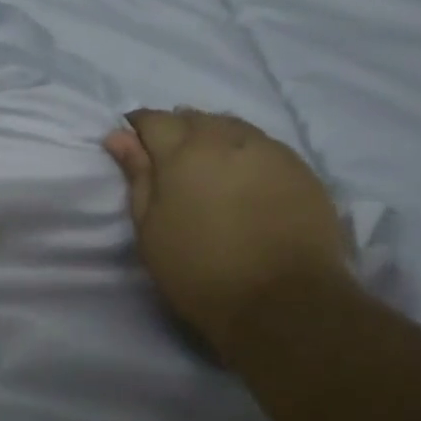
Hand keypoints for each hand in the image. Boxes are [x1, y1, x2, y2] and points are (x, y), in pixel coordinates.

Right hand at [104, 108, 348, 355]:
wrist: (283, 301)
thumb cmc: (200, 271)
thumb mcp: (152, 230)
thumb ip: (137, 177)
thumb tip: (118, 136)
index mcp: (183, 151)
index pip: (153, 120)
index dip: (138, 129)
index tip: (133, 147)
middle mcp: (227, 138)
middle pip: (195, 119)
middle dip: (177, 131)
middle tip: (169, 163)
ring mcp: (269, 150)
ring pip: (232, 127)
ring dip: (213, 138)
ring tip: (207, 166)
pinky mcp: (301, 168)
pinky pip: (263, 146)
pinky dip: (245, 153)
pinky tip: (244, 178)